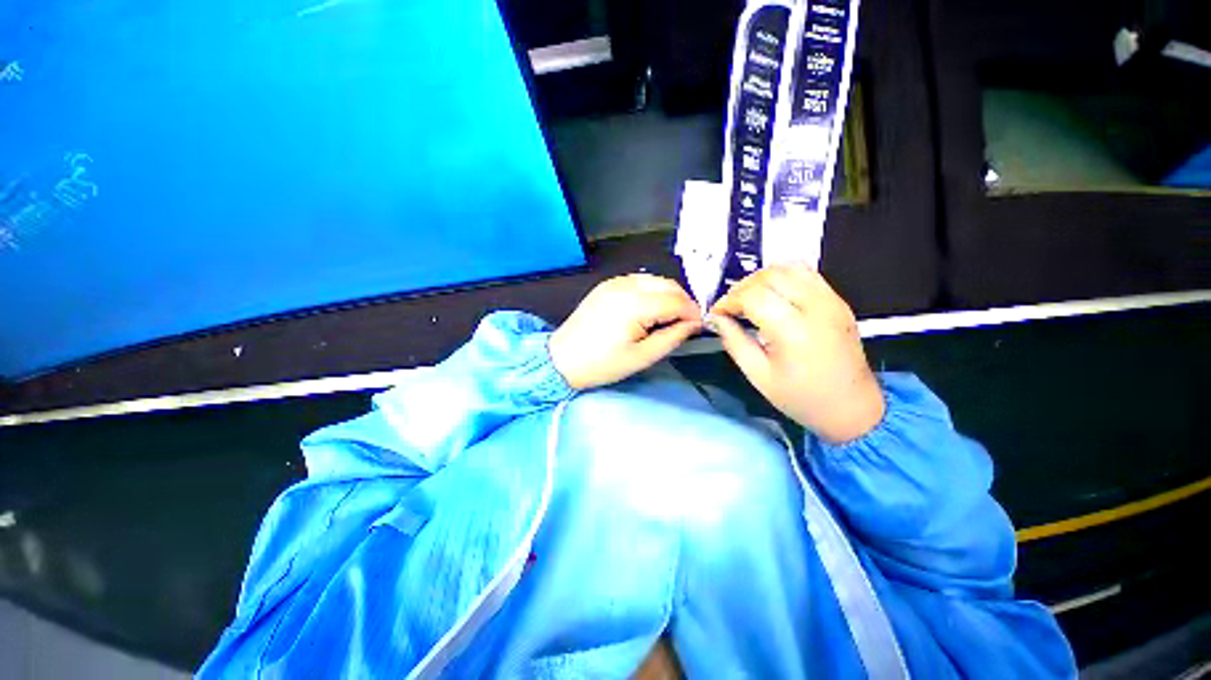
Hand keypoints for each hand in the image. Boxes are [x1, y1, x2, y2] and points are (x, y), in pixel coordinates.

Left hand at [549, 275, 702, 389]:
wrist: (562, 359)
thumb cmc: (602, 364)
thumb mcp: (642, 357)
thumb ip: (673, 337)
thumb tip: (694, 324)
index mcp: (634, 305)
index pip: (676, 300)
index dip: (692, 312)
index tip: (699, 326)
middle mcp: (625, 286)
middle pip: (667, 284)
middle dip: (682, 301)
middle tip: (685, 323)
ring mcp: (614, 282)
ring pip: (654, 280)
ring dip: (668, 295)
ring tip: (669, 317)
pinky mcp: (607, 285)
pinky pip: (638, 281)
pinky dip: (651, 291)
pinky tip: (650, 309)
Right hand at [709, 265, 883, 443]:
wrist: (851, 407)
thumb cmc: (800, 397)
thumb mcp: (758, 375)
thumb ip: (734, 341)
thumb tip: (716, 318)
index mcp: (794, 331)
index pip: (753, 296)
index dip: (729, 301)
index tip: (717, 313)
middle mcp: (816, 308)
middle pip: (770, 276)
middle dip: (742, 287)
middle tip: (730, 307)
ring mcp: (831, 301)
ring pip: (789, 267)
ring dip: (761, 278)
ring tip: (749, 298)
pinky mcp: (838, 300)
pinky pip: (806, 273)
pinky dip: (783, 276)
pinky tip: (772, 294)